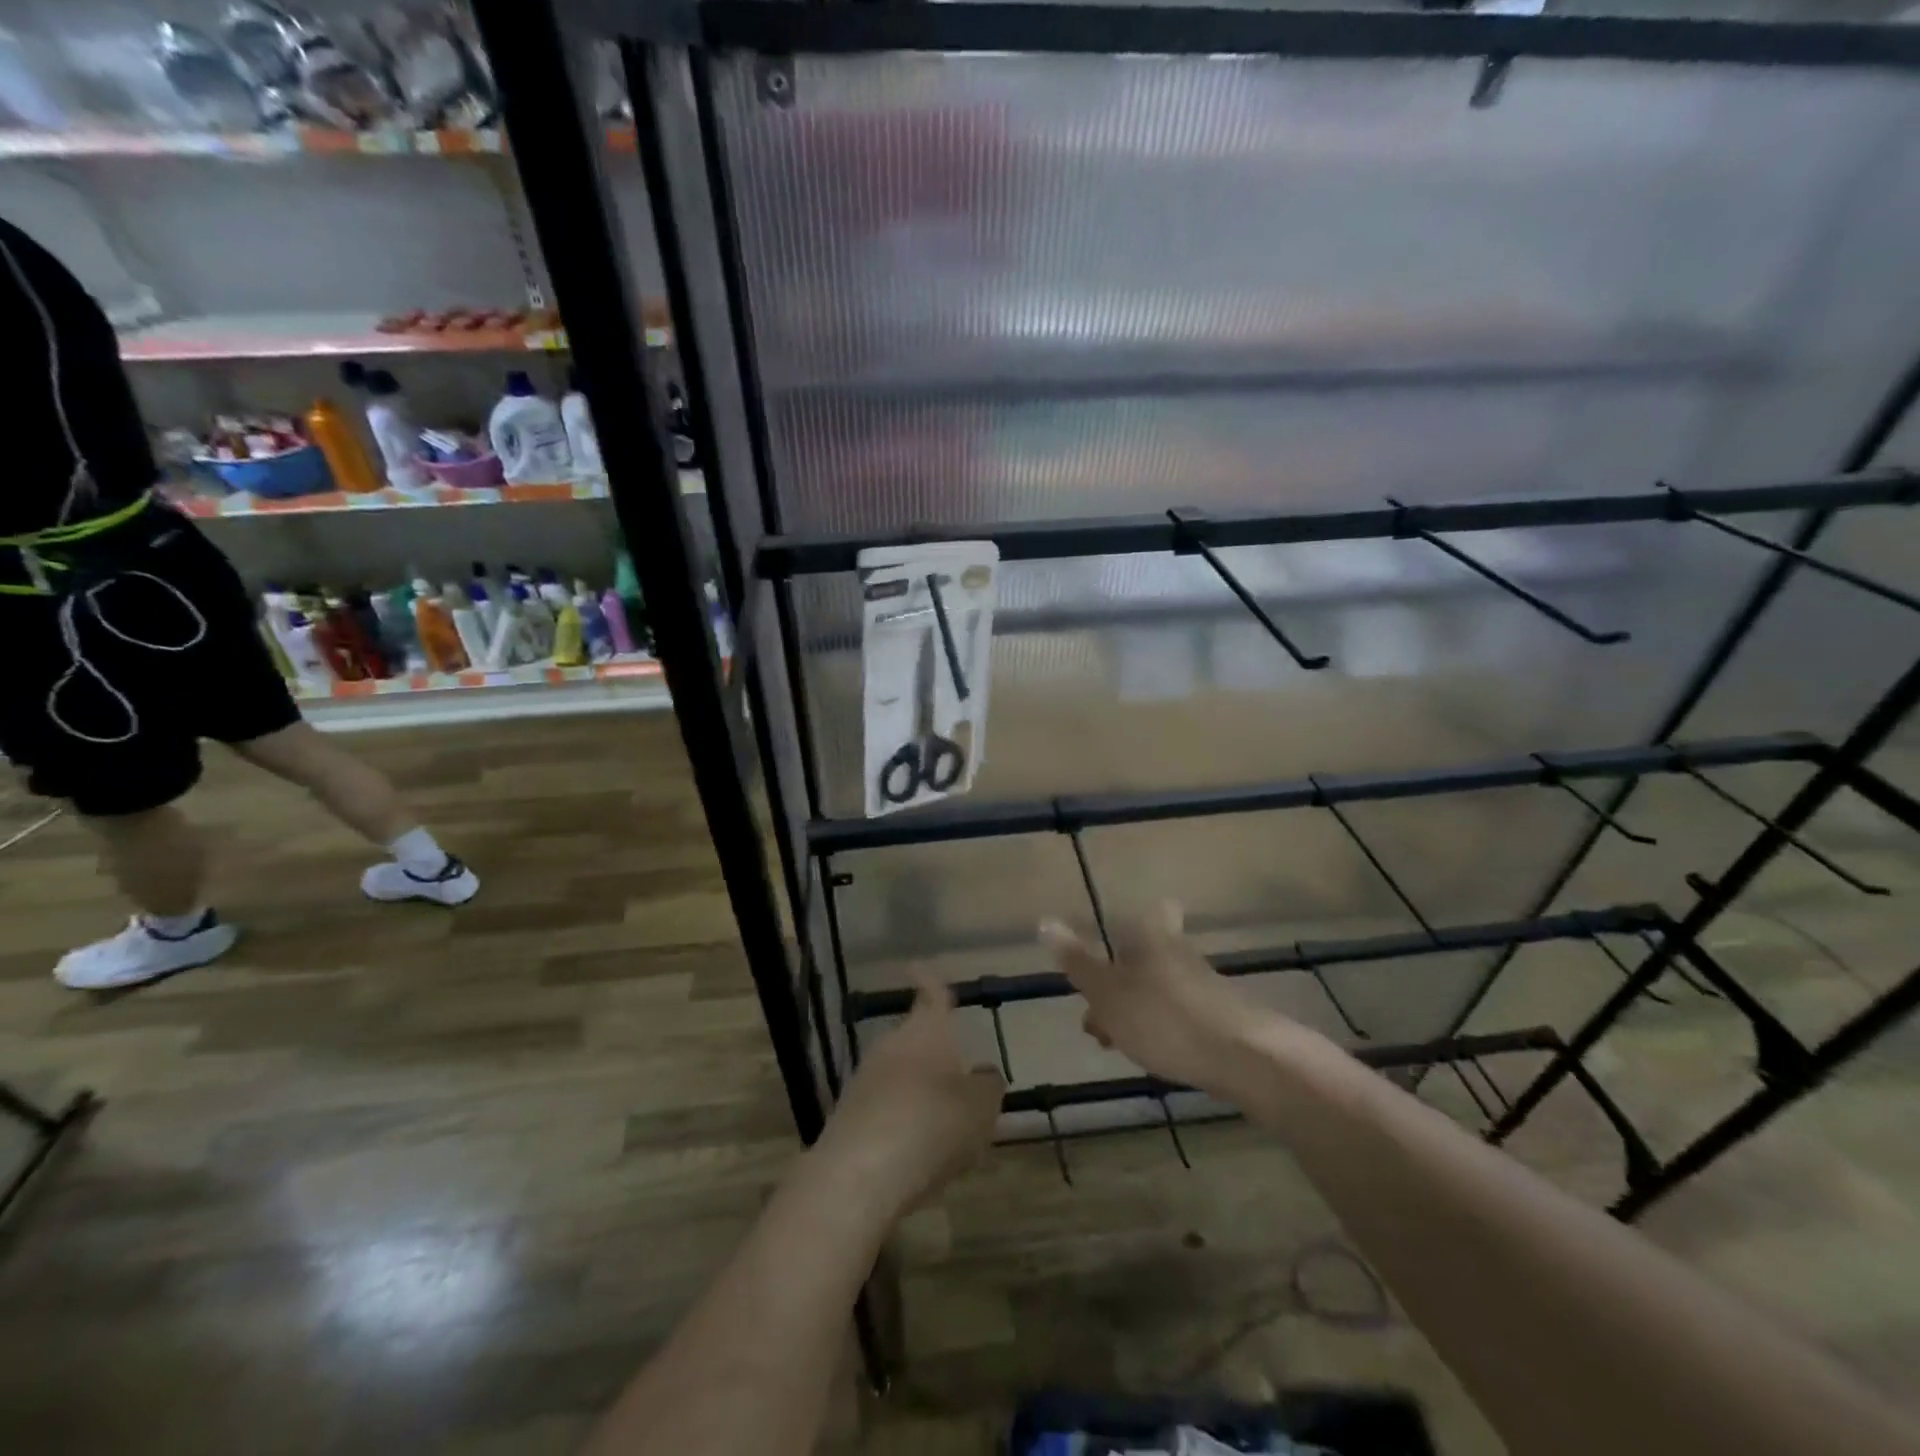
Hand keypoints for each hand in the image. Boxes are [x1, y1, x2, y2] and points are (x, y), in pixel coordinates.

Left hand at [818, 971, 1005, 1214]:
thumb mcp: (981, 1107)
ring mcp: (866, 1078)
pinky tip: (918, 1153)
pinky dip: (903, 1120)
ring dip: (920, 1089)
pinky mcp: (850, 1114)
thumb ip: (987, 1085)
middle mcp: (893, 1044)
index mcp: (928, 1030)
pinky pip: (886, 1106)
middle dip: (935, 1052)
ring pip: (901, 1074)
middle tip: (960, 1076)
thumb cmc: (932, 1124)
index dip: (930, 980)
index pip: (932, 993)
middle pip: (916, 1038)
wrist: (859, 1174)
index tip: (918, 965)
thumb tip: (981, 1073)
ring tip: (946, 1124)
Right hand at [1041, 901, 1272, 1097]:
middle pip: (1155, 954)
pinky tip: (1152, 1053)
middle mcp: (1183, 956)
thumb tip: (1045, 920)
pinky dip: (1163, 1028)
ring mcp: (1207, 989)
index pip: (1156, 911)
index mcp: (1154, 939)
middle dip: (1128, 976)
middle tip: (1100, 1006)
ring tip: (1116, 1040)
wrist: (1242, 1059)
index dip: (1144, 917)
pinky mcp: (1223, 1022)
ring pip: (1166, 988)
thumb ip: (1077, 961)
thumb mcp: (1107, 992)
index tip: (1126, 932)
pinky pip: (1183, 1016)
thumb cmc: (1163, 1017)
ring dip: (1140, 1007)